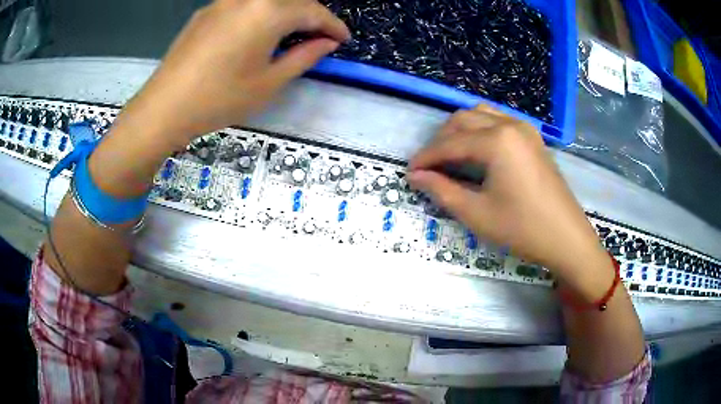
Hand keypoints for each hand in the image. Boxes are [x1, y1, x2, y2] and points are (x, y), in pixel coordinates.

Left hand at [119, 0, 349, 147]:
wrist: (163, 108)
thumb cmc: (219, 99)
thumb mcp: (269, 82)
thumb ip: (304, 57)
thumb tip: (326, 43)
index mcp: (268, 11)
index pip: (313, 11)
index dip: (332, 25)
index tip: (343, 39)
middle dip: (311, 15)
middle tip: (320, 36)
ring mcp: (223, 2)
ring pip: (267, 0)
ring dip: (286, 12)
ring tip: (292, 34)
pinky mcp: (207, 11)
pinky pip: (244, 4)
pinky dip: (261, 13)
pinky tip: (259, 31)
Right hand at [408, 105, 611, 296]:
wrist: (566, 237)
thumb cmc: (522, 228)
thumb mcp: (477, 214)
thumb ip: (442, 190)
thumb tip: (416, 176)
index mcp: (496, 141)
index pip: (450, 143)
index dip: (426, 157)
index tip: (409, 172)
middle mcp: (509, 124)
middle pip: (462, 120)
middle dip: (441, 141)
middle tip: (429, 168)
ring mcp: (524, 129)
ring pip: (481, 115)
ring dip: (460, 131)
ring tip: (450, 157)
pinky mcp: (533, 137)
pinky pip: (498, 121)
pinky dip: (480, 130)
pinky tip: (477, 152)